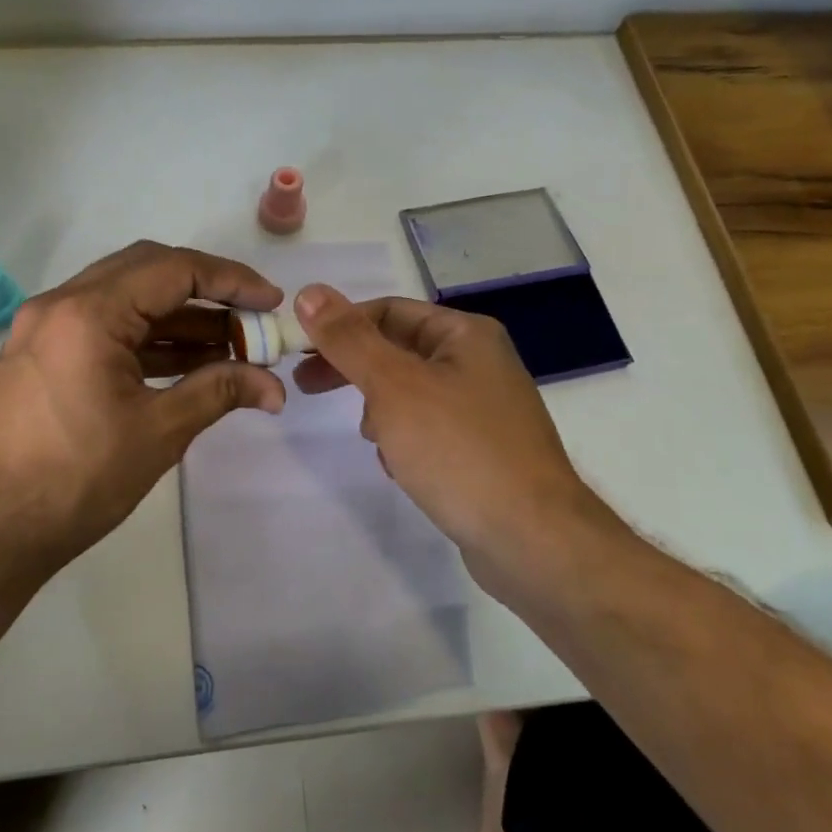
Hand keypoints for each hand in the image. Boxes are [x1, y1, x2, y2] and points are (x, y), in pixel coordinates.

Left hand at [0, 242, 285, 588]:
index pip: (173, 270)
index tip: (271, 302)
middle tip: (250, 319)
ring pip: (126, 300)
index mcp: (87, 313)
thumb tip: (274, 387)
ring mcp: (44, 328)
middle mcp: (60, 305)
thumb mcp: (158, 433)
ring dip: (179, 318)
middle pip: (147, 272)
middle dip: (207, 292)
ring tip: (231, 348)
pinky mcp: (40, 355)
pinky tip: (188, 364)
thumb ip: (219, 392)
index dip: (231, 281)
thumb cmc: (75, 481)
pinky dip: (148, 339)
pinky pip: (104, 328)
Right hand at [291, 285, 608, 595]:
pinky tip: (401, 468)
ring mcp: (484, 409)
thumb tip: (309, 292)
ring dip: (381, 411)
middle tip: (306, 388)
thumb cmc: (458, 450)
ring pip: (410, 393)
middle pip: (398, 351)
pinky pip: (429, 429)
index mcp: (466, 334)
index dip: (340, 326)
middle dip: (355, 370)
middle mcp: (479, 363)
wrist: (532, 539)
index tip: (299, 351)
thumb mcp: (393, 386)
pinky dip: (406, 440)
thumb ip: (348, 339)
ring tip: (376, 440)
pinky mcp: (483, 450)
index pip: (388, 311)